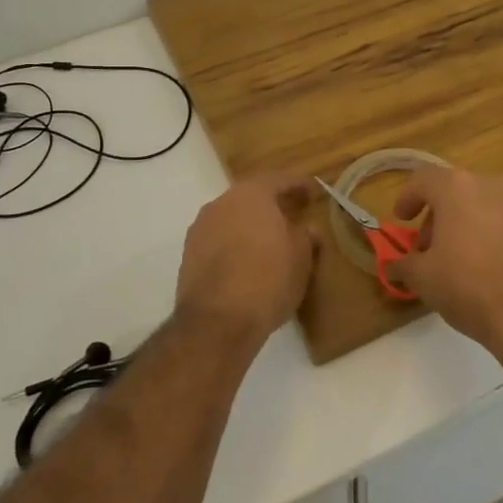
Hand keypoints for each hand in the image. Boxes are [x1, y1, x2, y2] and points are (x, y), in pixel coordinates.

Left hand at [174, 174, 316, 343]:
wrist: (217, 322)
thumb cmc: (268, 280)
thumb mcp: (301, 258)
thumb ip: (304, 236)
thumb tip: (305, 229)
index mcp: (252, 195)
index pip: (279, 180)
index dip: (299, 185)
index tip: (313, 192)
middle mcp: (221, 203)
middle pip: (251, 197)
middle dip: (272, 205)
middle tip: (292, 214)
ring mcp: (201, 229)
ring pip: (232, 218)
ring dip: (251, 226)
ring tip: (270, 242)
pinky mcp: (189, 255)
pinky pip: (219, 240)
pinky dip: (235, 244)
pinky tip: (248, 261)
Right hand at [386, 167, 502, 358]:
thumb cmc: (470, 289)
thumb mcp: (423, 280)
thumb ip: (403, 265)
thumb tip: (394, 266)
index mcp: (458, 190)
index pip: (424, 179)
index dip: (408, 197)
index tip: (403, 219)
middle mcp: (496, 186)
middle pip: (460, 192)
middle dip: (442, 217)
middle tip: (434, 249)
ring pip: (493, 206)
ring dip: (476, 224)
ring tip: (471, 259)